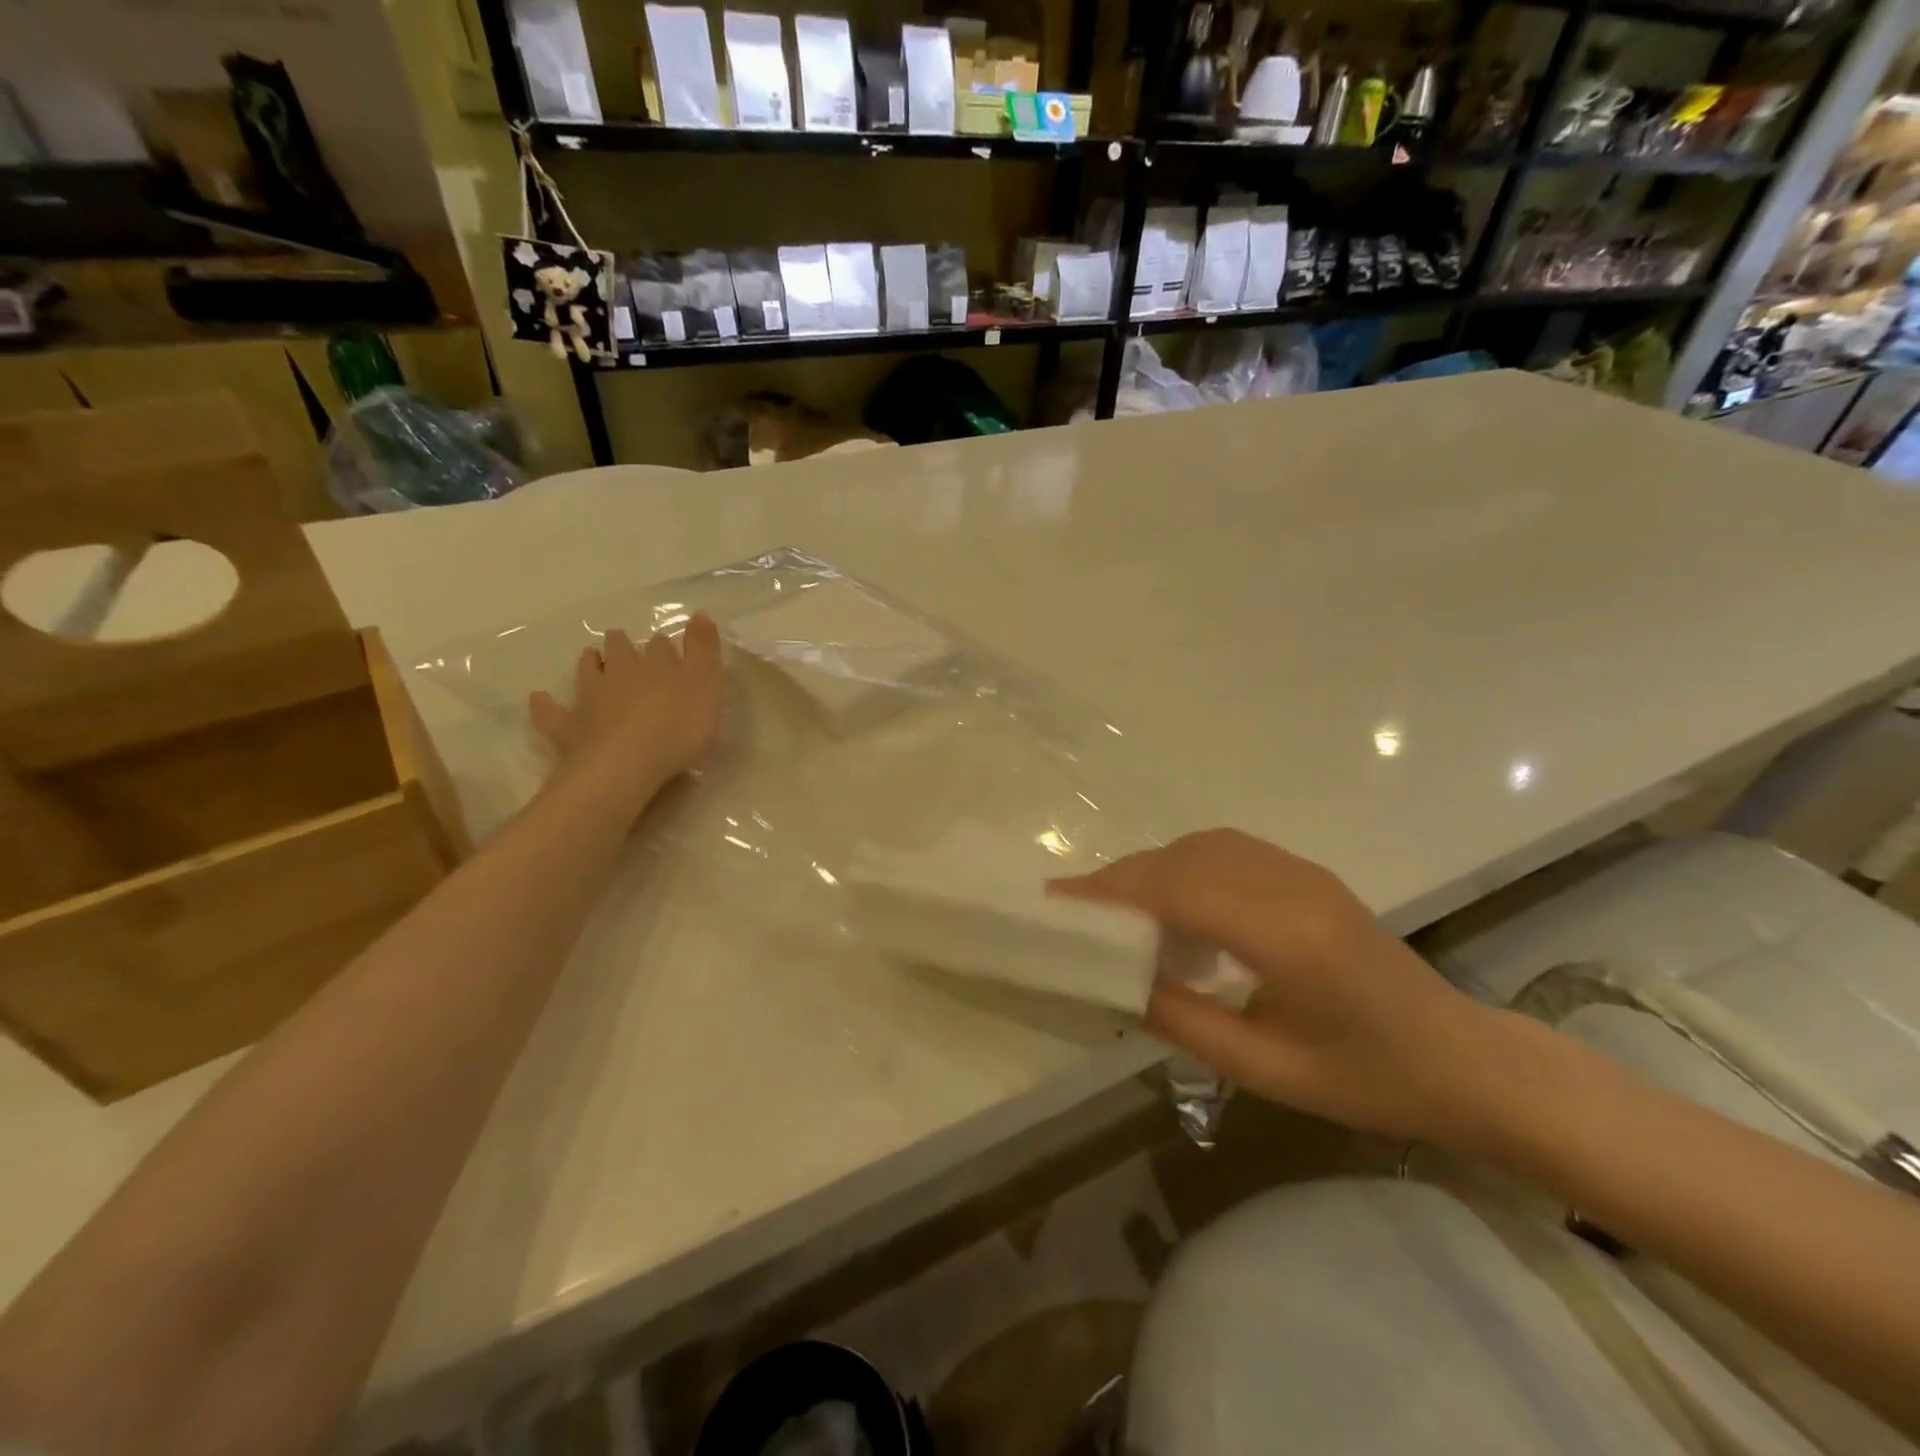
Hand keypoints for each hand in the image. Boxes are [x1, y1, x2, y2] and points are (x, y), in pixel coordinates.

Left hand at [529, 614, 723, 816]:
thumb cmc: (676, 728)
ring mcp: (591, 698)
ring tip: (591, 659)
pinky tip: (540, 698)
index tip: (667, 647)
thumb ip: (704, 650)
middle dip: (622, 645)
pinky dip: (546, 705)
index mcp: (656, 665)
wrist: (625, 766)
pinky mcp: (570, 728)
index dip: (664, 646)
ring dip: (590, 663)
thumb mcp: (705, 686)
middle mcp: (620, 673)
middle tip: (623, 645)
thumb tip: (699, 613)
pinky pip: (551, 712)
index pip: (660, 646)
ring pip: (587, 670)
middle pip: (619, 650)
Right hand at [1052, 829, 1506, 1143]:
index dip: (1111, 891)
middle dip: (1120, 878)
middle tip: (1074, 909)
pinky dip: (1182, 865)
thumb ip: (1184, 1022)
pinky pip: (1226, 850)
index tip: (1057, 902)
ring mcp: (1303, 872)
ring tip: (1114, 908)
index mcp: (1285, 936)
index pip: (1177, 890)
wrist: (1465, 1060)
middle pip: (1182, 858)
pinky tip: (1171, 901)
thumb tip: (1115, 984)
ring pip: (1201, 845)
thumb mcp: (1269, 1070)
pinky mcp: (1308, 874)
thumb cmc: (1371, 1081)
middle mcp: (1290, 885)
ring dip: (1150, 867)